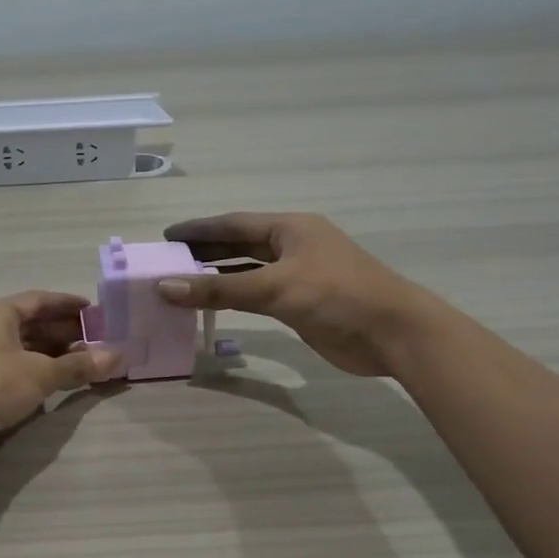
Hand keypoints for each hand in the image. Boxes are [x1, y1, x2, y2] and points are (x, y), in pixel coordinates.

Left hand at [0, 292, 122, 467]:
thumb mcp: (40, 373)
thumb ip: (78, 365)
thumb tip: (116, 356)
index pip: (39, 300)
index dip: (68, 304)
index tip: (96, 311)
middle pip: (34, 324)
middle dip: (67, 331)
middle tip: (100, 339)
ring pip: (27, 348)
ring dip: (57, 354)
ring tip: (89, 361)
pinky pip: (20, 369)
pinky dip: (42, 372)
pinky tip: (64, 381)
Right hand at [156, 212, 444, 377]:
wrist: (393, 333)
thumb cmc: (337, 296)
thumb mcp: (275, 288)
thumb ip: (219, 288)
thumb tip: (165, 286)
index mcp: (290, 228)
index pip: (233, 224)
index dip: (198, 229)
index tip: (165, 236)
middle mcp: (292, 246)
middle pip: (239, 244)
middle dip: (204, 251)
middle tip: (166, 261)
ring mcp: (298, 275)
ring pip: (247, 271)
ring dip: (217, 276)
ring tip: (180, 282)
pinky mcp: (301, 303)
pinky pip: (257, 294)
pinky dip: (234, 297)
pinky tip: (212, 304)